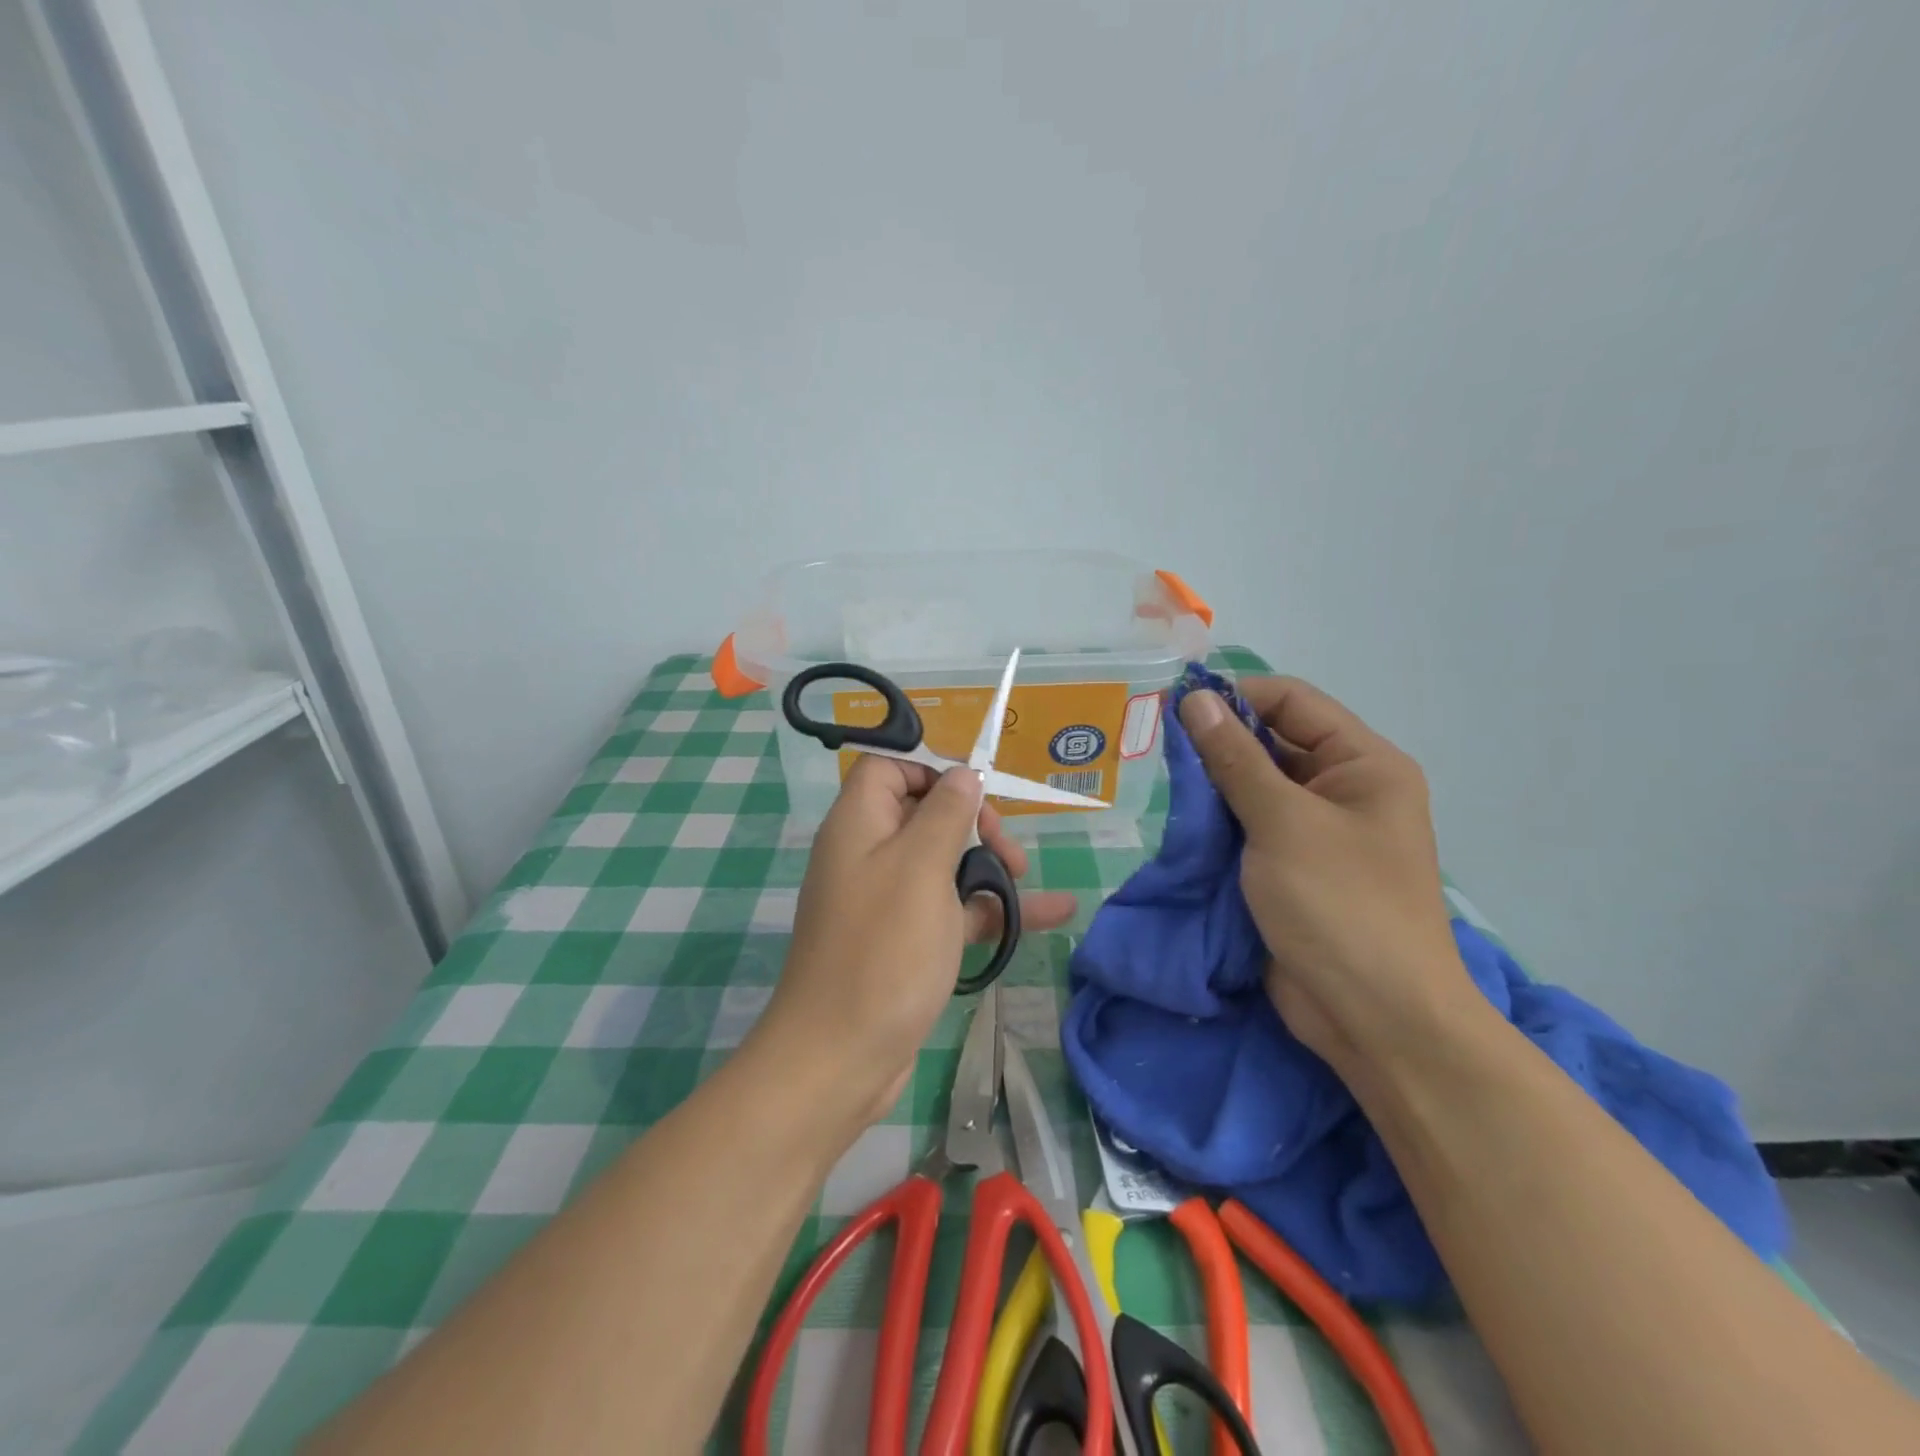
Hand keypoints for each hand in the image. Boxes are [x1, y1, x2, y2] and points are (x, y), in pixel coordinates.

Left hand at [754, 756, 1076, 1124]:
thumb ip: (945, 813)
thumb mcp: (921, 868)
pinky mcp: (905, 940)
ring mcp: (887, 899)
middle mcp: (868, 853)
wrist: (841, 1057)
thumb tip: (963, 774)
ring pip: (944, 862)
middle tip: (1008, 850)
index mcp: (859, 823)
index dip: (932, 769)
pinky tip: (1050, 915)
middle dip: (974, 822)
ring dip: (989, 866)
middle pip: (925, 812)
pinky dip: (991, 909)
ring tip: (1028, 883)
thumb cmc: (884, 950)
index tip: (977, 792)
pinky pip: (951, 908)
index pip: (889, 767)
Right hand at [1177, 678, 1476, 1071]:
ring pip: (1252, 788)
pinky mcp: (1289, 870)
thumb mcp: (1283, 823)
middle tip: (1150, 743)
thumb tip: (1196, 699)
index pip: (1292, 703)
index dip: (1235, 696)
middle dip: (1215, 742)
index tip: (1172, 705)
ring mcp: (1314, 833)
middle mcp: (1342, 790)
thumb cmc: (1341, 907)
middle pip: (1271, 743)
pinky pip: (1246, 829)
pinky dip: (1212, 823)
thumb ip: (1235, 758)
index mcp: (1363, 764)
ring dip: (1208, 785)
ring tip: (1151, 779)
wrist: (1376, 1020)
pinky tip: (1170, 820)